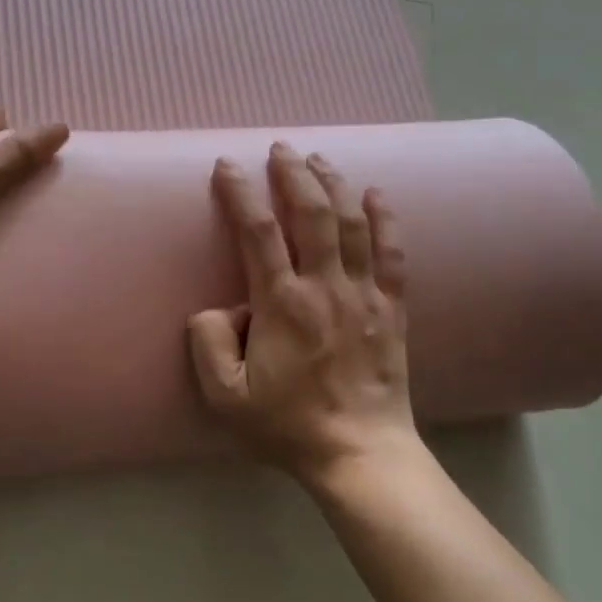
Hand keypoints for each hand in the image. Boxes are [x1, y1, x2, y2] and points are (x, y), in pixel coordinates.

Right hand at [187, 144, 418, 483]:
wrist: (360, 453)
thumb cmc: (288, 426)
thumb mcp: (226, 398)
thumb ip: (209, 345)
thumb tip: (217, 308)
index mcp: (282, 304)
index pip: (257, 232)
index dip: (240, 192)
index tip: (227, 166)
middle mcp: (325, 287)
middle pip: (311, 213)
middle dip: (293, 174)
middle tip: (280, 148)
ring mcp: (364, 294)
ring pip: (352, 223)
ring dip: (334, 184)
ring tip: (318, 159)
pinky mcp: (391, 307)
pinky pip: (393, 253)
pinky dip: (385, 219)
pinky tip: (376, 194)